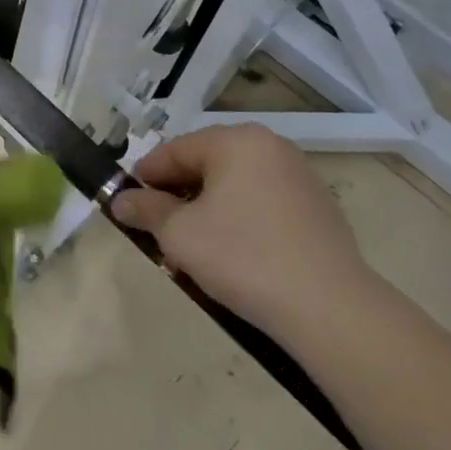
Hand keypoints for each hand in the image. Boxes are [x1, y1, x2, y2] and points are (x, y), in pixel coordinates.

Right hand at [111, 125, 372, 331]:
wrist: (329, 308)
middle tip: (157, 227)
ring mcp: (300, 177)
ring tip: (192, 246)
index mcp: (236, 141)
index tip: (126, 202)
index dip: (145, 176)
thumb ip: (146, 210)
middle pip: (206, 164)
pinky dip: (240, 220)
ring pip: (234, 186)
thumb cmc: (242, 257)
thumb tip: (121, 201)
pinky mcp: (318, 209)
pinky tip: (233, 254)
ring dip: (207, 209)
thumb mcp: (179, 234)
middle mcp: (270, 147)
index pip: (175, 150)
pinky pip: (262, 204)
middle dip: (177, 194)